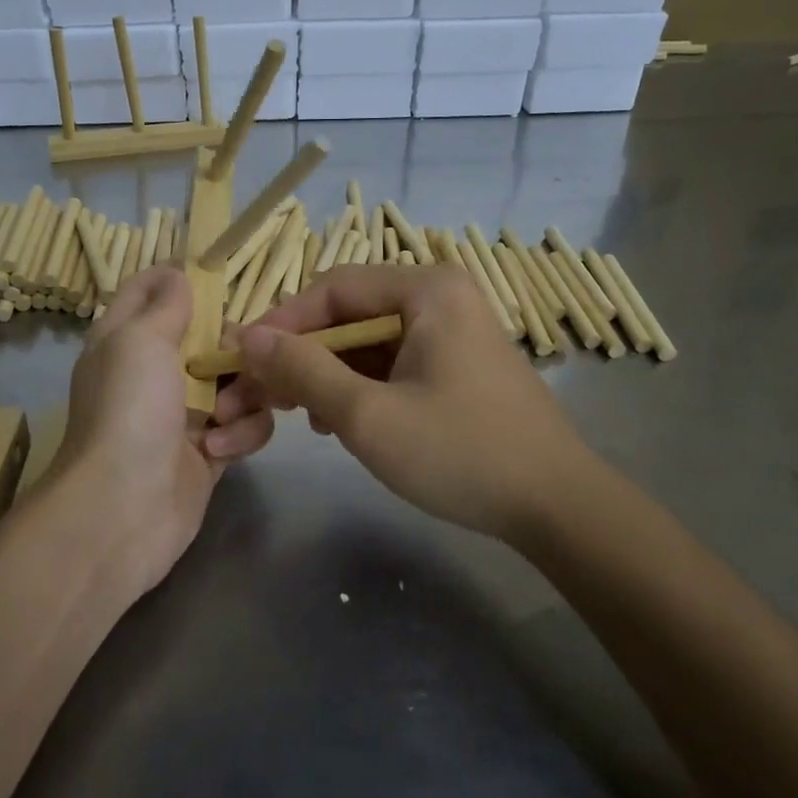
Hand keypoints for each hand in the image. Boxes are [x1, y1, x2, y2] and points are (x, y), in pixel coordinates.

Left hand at [48, 267, 272, 595]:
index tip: (218, 275)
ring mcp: (185, 412)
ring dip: (243, 395)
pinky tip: (218, 453)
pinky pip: (246, 424)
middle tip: (238, 358)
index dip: (180, 276)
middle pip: (212, 335)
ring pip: (239, 380)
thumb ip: (166, 304)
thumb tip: (179, 273)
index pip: (150, 288)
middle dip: (233, 345)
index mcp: (127, 337)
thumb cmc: (130, 410)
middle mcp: (155, 370)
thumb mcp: (140, 340)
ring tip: (222, 418)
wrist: (123, 508)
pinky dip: (240, 435)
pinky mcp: (210, 450)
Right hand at [213, 264, 587, 543]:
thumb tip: (247, 336)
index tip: (240, 363)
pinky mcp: (456, 364)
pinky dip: (358, 386)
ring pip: (366, 342)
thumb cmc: (460, 453)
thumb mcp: (367, 414)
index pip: (330, 289)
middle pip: (347, 315)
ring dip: (325, 375)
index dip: (280, 324)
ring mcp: (452, 330)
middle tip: (259, 397)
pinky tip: (339, 422)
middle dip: (300, 357)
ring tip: (297, 415)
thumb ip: (303, 369)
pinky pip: (391, 361)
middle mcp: (440, 297)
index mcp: (426, 290)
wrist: (557, 507)